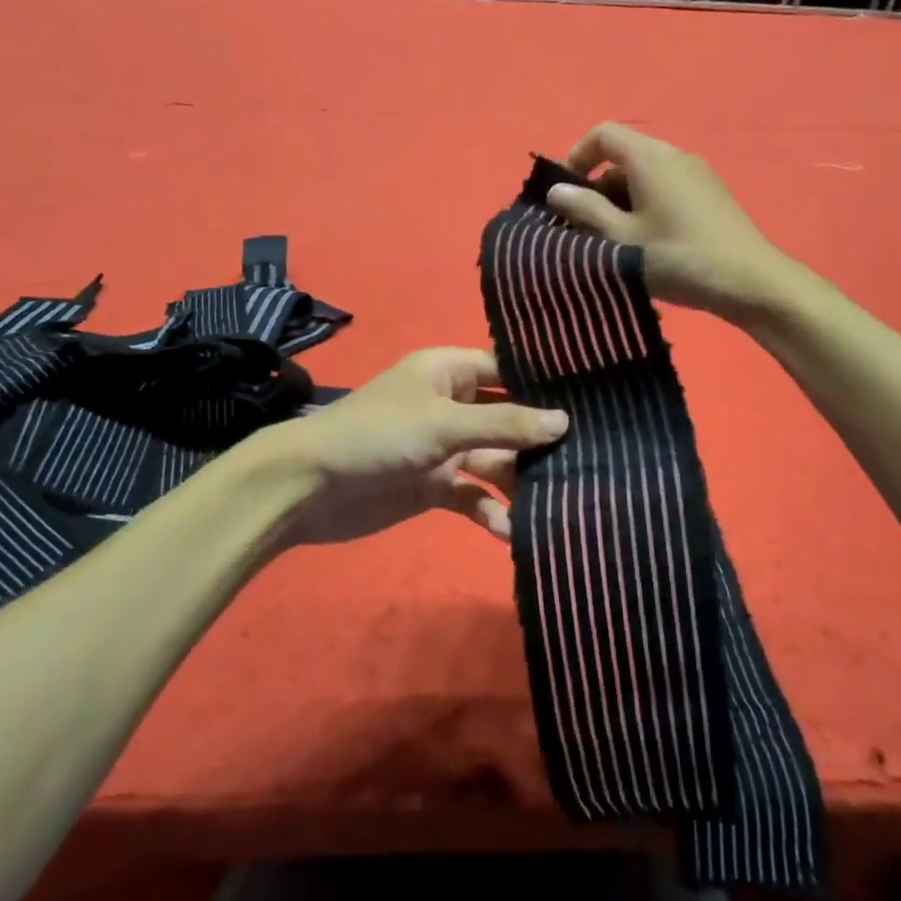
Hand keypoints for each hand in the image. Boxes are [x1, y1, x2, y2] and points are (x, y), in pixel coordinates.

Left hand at [261, 348, 566, 548]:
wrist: (308, 488)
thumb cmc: (377, 435)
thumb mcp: (444, 423)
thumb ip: (504, 424)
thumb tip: (564, 422)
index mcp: (448, 372)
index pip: (506, 370)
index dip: (543, 385)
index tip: (591, 400)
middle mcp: (450, 406)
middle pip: (507, 419)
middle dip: (538, 441)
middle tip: (587, 459)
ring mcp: (443, 449)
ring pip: (495, 461)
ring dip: (519, 481)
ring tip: (559, 500)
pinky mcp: (434, 487)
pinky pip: (473, 496)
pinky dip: (490, 511)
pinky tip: (510, 531)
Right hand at [545, 123, 790, 319]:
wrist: (750, 282)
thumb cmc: (678, 257)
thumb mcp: (621, 239)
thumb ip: (585, 210)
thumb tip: (557, 190)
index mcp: (650, 157)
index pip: (602, 134)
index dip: (576, 157)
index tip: (564, 193)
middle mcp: (674, 155)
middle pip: (623, 157)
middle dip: (596, 189)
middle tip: (584, 229)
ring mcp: (696, 174)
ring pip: (644, 177)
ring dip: (619, 203)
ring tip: (612, 244)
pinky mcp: (709, 196)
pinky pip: (665, 189)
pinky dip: (644, 208)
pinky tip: (645, 246)